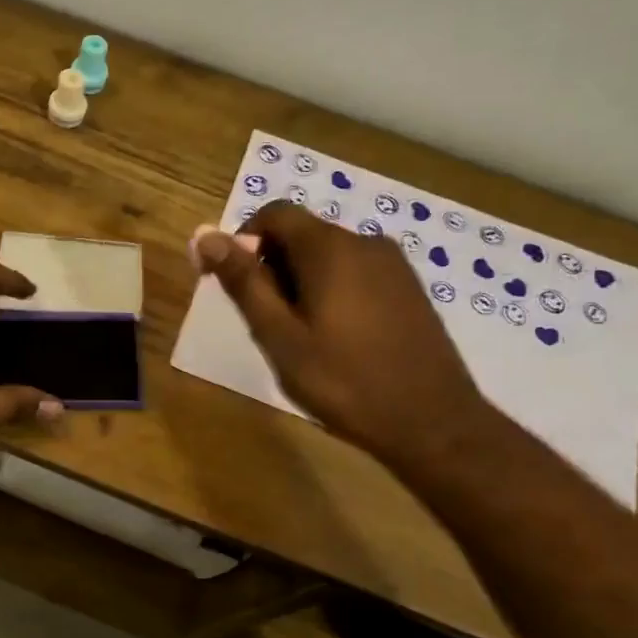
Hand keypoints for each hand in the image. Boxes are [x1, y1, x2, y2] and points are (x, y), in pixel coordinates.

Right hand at [190, 201, 485, 467]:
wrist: (432, 423)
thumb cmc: (344, 381)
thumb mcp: (280, 337)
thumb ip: (244, 283)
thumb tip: (205, 237)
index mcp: (330, 248)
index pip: (274, 214)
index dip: (242, 240)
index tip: (230, 283)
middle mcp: (365, 243)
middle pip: (301, 235)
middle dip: (271, 268)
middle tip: (266, 325)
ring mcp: (393, 266)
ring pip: (328, 257)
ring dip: (300, 284)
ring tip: (300, 339)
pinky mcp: (409, 289)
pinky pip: (355, 274)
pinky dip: (331, 293)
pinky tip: (335, 341)